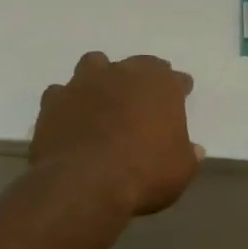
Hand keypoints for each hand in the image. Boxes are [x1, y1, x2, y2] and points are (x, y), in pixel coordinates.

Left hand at [31, 52, 203, 217]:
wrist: (84, 184)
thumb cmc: (144, 173)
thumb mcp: (180, 170)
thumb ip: (187, 155)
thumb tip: (193, 150)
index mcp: (160, 84)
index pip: (176, 78)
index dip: (179, 88)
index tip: (182, 95)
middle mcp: (123, 73)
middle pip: (137, 65)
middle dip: (141, 78)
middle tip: (143, 98)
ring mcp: (84, 84)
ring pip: (94, 65)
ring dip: (100, 77)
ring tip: (103, 98)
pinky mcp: (53, 101)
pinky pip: (61, 93)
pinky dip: (67, 102)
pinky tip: (71, 118)